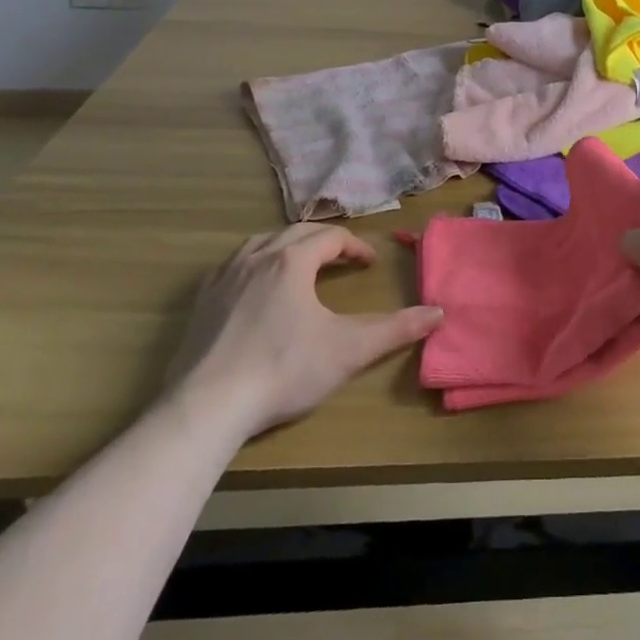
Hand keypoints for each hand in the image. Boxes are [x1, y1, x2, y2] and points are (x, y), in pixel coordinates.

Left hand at [163, 223, 441, 445]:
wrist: (206, 407)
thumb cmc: (283, 370)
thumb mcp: (348, 350)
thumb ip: (395, 329)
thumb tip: (438, 312)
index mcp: (293, 260)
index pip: (331, 236)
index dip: (355, 245)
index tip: (370, 263)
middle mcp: (258, 256)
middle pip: (297, 233)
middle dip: (324, 242)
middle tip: (341, 260)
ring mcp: (224, 277)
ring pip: (262, 243)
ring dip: (287, 247)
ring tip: (300, 264)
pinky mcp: (200, 302)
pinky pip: (232, 266)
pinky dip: (253, 265)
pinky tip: (255, 288)